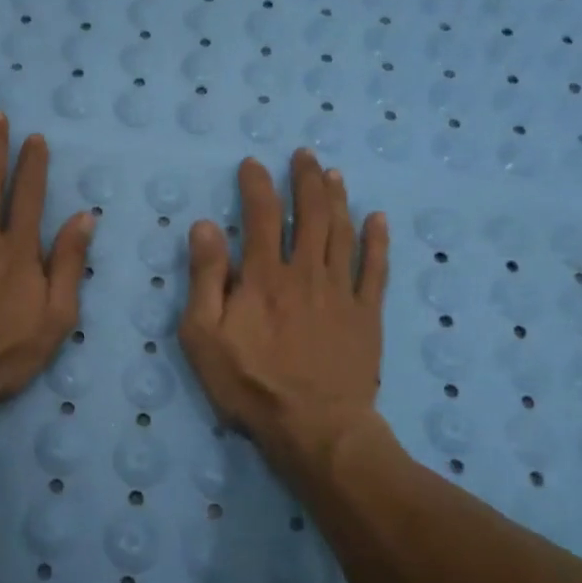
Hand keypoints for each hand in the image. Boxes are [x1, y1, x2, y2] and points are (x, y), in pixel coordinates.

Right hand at [178, 150, 389, 476]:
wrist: (314, 426)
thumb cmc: (250, 383)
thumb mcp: (204, 335)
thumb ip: (205, 278)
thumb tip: (204, 227)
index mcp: (264, 276)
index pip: (260, 216)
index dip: (257, 185)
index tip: (253, 164)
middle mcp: (306, 272)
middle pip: (310, 214)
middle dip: (306, 180)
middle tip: (305, 155)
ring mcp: (342, 291)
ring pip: (342, 232)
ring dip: (338, 199)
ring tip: (334, 174)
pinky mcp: (367, 314)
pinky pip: (376, 269)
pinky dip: (377, 241)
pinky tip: (377, 218)